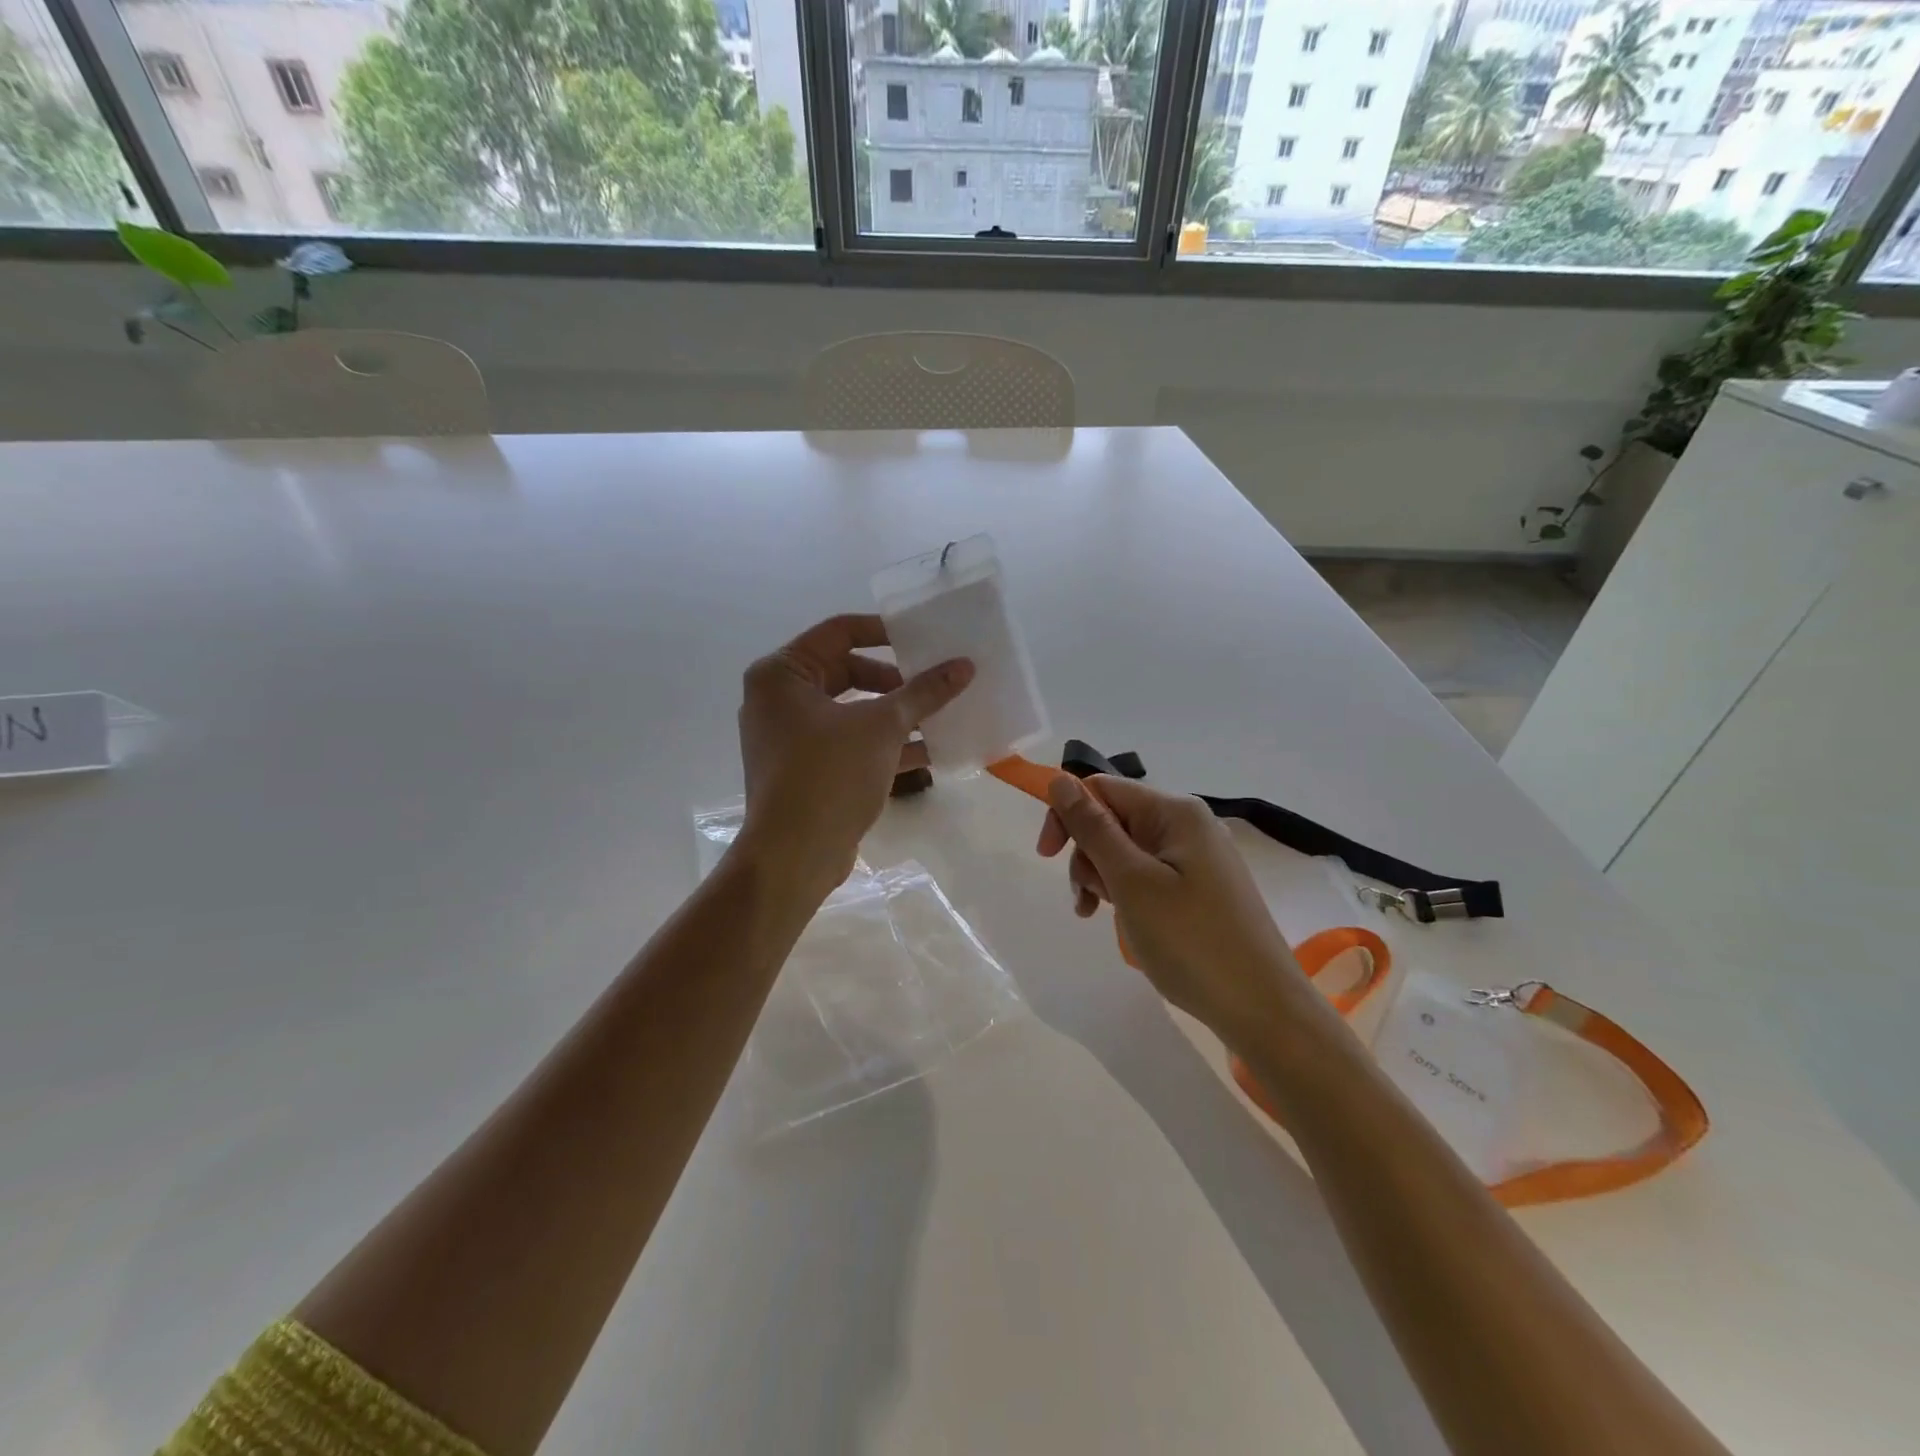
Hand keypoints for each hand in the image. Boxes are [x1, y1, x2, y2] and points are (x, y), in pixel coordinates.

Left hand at [737, 614, 972, 891]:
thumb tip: (964, 665)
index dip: (885, 632)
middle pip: (846, 671)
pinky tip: (929, 752)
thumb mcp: (882, 727)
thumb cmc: (829, 775)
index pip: (839, 632)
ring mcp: (790, 738)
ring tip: (941, 715)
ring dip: (895, 714)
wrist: (793, 857)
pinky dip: (883, 744)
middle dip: (895, 680)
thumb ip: (924, 692)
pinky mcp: (805, 770)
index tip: (924, 640)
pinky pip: (849, 743)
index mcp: (782, 674)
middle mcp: (779, 699)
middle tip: (933, 682)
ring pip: (851, 711)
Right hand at [1038, 774, 1308, 1048]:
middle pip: (1113, 820)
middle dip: (1088, 857)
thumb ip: (1093, 828)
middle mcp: (1189, 825)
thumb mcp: (1131, 882)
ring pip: (1127, 853)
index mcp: (1175, 812)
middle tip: (1088, 902)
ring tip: (1110, 920)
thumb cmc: (1191, 941)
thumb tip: (1059, 780)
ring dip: (1106, 881)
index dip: (1067, 816)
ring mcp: (1198, 859)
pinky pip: (1149, 877)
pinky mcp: (1202, 889)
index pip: (1101, 788)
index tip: (1047, 858)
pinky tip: (1132, 926)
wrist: (1263, 1009)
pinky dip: (1130, 897)